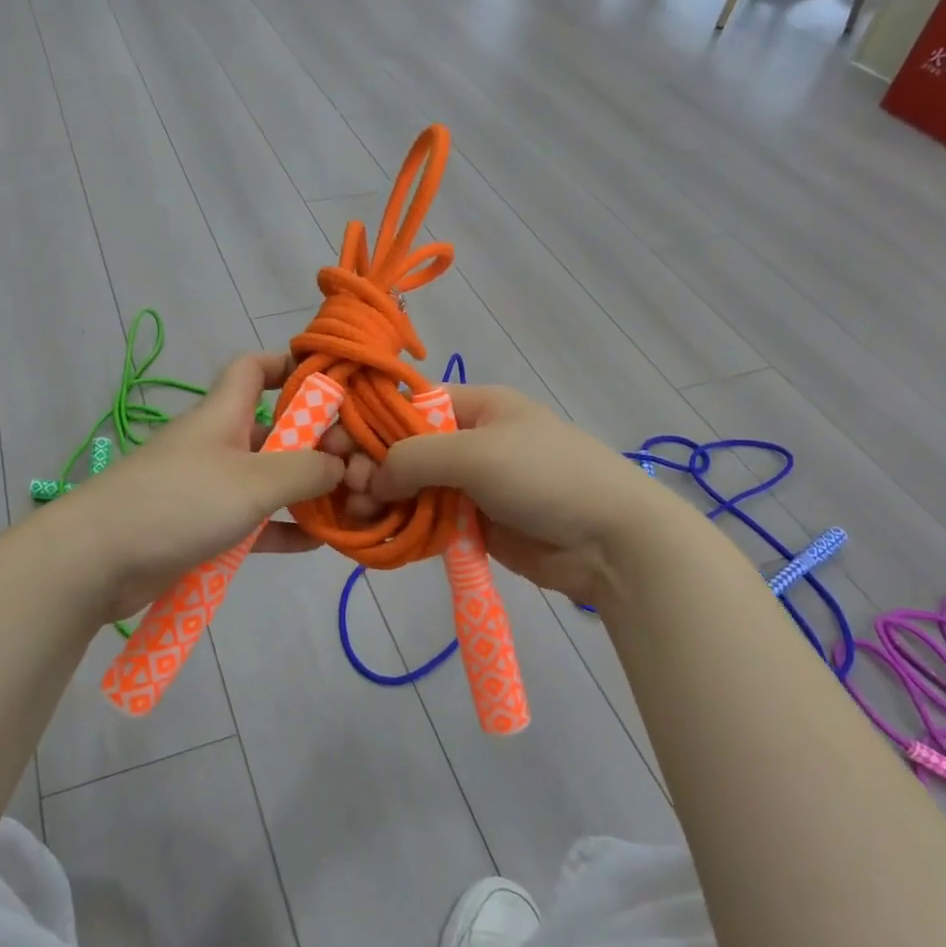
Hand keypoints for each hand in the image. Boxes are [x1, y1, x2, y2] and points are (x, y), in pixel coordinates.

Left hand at [55, 353, 345, 623]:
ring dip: (306, 490)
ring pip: (269, 480)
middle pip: (274, 429)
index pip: (253, 368)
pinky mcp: (204, 529)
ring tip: (350, 505)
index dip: (289, 365)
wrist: (97, 560)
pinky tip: (318, 542)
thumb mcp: (252, 481)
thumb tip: (341, 465)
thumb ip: (305, 470)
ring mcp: (210, 488)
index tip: (331, 384)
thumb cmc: (178, 502)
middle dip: (316, 442)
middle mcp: (218, 444)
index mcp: (223, 414)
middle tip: (357, 466)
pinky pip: (255, 522)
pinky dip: (283, 528)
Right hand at [339, 385, 660, 605]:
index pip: (408, 406)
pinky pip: (428, 519)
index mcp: (475, 406)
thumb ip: (415, 458)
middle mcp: (469, 440)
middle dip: (373, 467)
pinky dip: (403, 525)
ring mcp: (472, 484)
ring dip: (383, 499)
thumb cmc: (546, 476)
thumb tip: (370, 478)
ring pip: (412, 487)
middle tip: (349, 491)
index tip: (335, 449)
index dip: (369, 425)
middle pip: (405, 449)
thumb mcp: (477, 452)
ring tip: (359, 516)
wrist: (611, 540)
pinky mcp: (475, 523)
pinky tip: (378, 534)